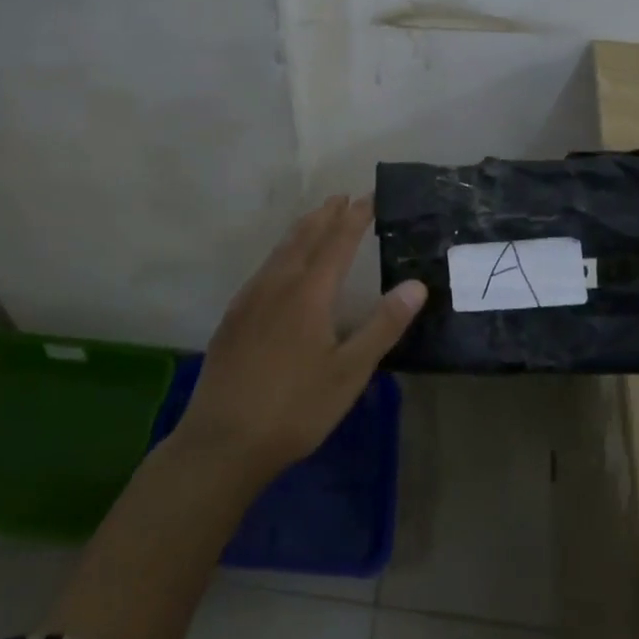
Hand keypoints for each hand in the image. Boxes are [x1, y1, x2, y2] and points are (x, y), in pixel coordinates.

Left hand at [173, 195, 427, 480]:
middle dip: (325, 216)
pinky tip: (279, 267)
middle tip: (341, 197)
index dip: (354, 218)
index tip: (368, 197)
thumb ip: (383, 325)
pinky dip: (280, 253)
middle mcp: (277, 285)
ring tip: (314, 219)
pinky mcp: (233, 318)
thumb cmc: (296, 407)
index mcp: (309, 293)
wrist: (223, 441)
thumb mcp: (350, 372)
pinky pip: (262, 269)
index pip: (337, 242)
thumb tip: (416, 284)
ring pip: (279, 251)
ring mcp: (250, 300)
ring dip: (301, 230)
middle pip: (304, 238)